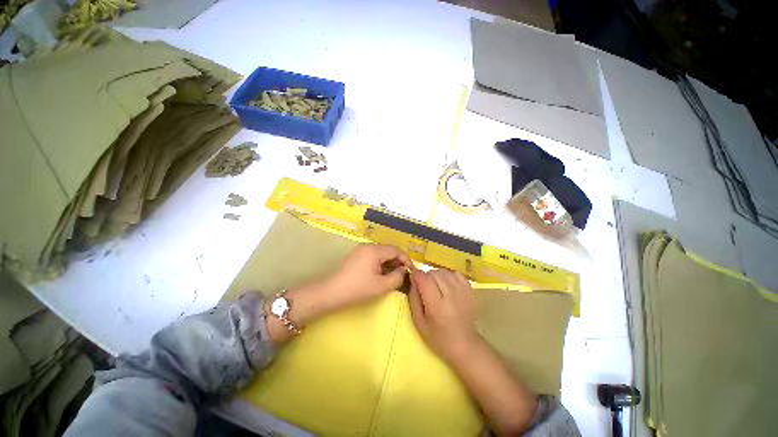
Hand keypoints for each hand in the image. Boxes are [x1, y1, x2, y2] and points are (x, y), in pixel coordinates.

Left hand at [266, 244, 410, 343]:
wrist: (331, 293)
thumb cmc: (357, 289)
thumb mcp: (381, 286)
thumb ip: (397, 277)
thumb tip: (404, 271)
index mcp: (374, 250)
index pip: (396, 250)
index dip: (406, 259)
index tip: (411, 271)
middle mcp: (368, 246)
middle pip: (388, 251)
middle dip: (398, 262)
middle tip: (404, 275)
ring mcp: (360, 251)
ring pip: (381, 254)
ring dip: (389, 264)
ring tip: (394, 277)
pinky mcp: (356, 257)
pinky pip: (373, 257)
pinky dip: (380, 265)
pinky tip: (382, 275)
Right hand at [408, 269, 480, 364]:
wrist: (465, 345)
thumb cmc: (438, 337)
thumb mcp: (419, 321)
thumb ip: (413, 298)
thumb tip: (412, 278)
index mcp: (437, 305)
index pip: (424, 279)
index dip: (416, 274)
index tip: (413, 276)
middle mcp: (451, 295)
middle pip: (434, 273)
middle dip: (426, 276)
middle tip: (424, 286)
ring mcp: (463, 292)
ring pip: (444, 271)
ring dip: (436, 275)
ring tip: (435, 285)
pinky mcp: (471, 291)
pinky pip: (456, 273)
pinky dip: (449, 275)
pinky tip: (447, 284)